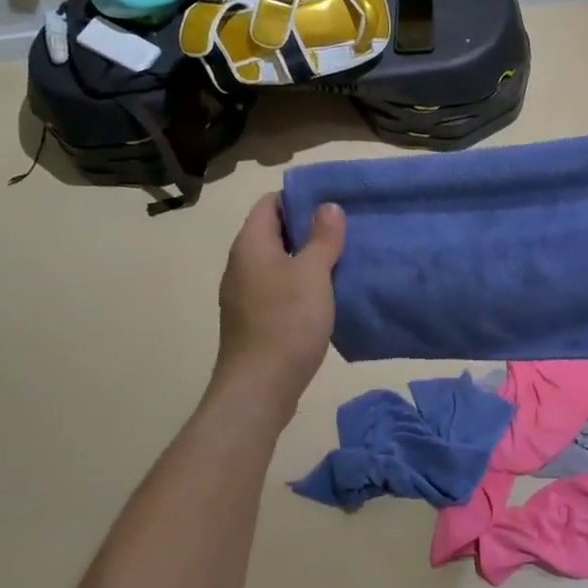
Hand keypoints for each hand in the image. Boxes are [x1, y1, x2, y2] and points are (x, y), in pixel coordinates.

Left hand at [206, 195, 345, 426]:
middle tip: (346, 228)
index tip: (333, 201)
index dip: (299, 197)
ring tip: (343, 257)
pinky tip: (327, 293)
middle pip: (274, 231)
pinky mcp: (254, 319)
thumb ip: (322, 237)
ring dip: (307, 257)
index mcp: (251, 245)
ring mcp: (245, 294)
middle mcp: (242, 264)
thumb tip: (328, 206)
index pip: (270, 203)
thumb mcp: (313, 273)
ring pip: (278, 261)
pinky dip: (301, 283)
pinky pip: (278, 287)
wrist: (259, 389)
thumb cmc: (286, 322)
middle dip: (308, 227)